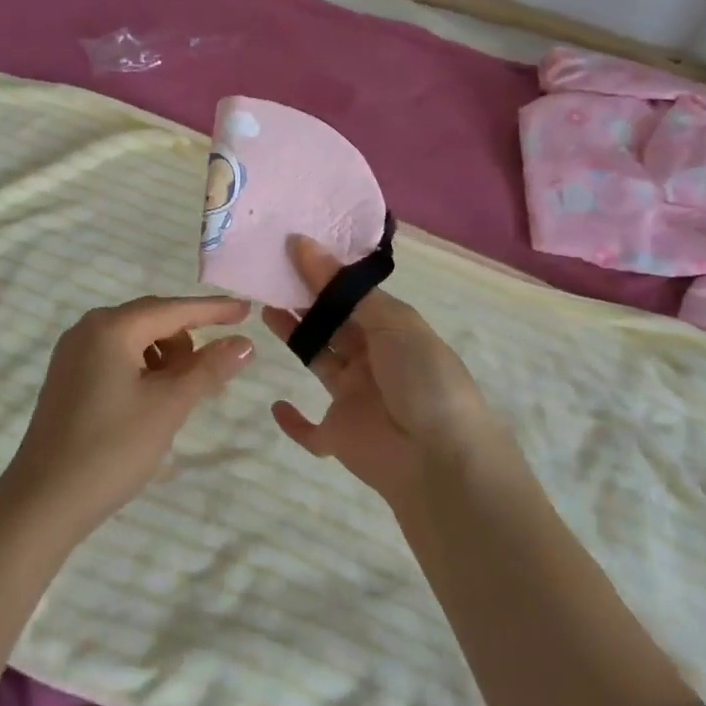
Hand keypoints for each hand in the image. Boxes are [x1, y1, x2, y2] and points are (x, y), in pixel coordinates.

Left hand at [0, 295, 254, 540]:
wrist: (42, 503)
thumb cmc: (111, 449)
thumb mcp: (168, 407)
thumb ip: (208, 369)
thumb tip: (244, 343)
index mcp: (111, 327)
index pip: (174, 309)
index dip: (213, 310)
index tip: (247, 311)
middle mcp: (88, 329)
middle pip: (152, 320)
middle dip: (187, 340)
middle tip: (215, 371)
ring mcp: (73, 353)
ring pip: (135, 340)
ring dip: (165, 358)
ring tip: (180, 397)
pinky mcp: (67, 378)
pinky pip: (116, 358)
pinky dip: (142, 370)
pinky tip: (151, 401)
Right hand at [263, 238, 508, 505]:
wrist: (440, 460)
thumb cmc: (423, 379)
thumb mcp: (393, 323)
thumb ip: (343, 289)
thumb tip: (304, 244)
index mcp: (392, 330)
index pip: (352, 295)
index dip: (324, 274)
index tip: (290, 248)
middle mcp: (373, 359)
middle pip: (333, 324)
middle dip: (305, 300)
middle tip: (270, 274)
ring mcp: (355, 398)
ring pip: (319, 361)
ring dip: (295, 338)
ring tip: (264, 309)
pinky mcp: (338, 435)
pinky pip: (310, 430)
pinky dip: (293, 421)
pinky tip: (275, 404)